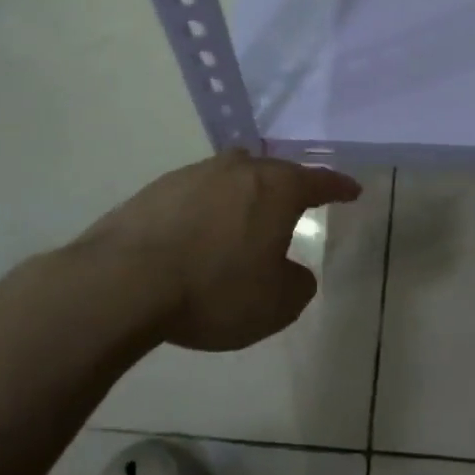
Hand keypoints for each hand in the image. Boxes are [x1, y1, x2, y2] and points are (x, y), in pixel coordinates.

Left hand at [82, 151, 361, 351]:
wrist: (122, 282)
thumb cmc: (214, 290)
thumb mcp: (276, 304)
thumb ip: (297, 285)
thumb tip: (293, 272)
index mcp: (275, 188)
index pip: (318, 181)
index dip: (339, 187)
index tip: (352, 190)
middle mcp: (237, 170)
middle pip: (273, 172)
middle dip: (288, 187)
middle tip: (296, 206)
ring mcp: (193, 175)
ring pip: (231, 178)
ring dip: (243, 197)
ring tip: (244, 223)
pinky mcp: (155, 190)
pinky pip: (196, 194)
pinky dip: (207, 210)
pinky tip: (198, 235)